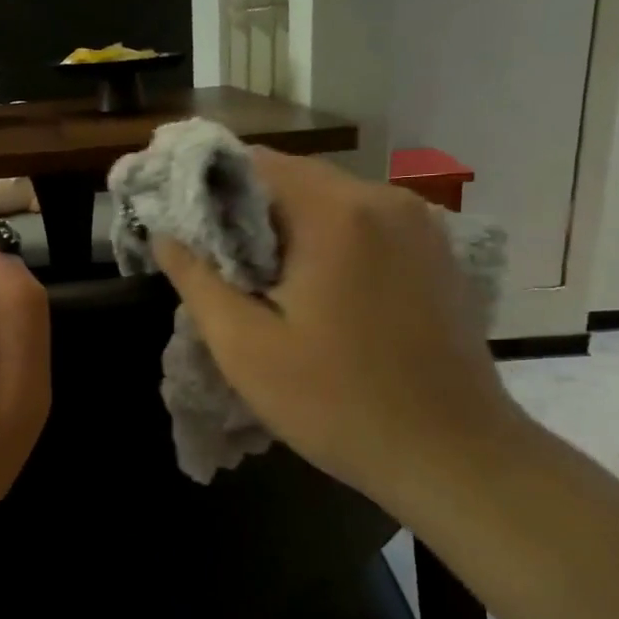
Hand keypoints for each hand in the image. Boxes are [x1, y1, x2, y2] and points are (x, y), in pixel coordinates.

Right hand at [153, 149, 527, 517]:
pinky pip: (369, 227)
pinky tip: (323, 294)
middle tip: (222, 266)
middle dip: (252, 214)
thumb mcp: (246, 349)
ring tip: (267, 284)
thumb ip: (197, 281)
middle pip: (297, 180)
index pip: (257, 163)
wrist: (453, 456)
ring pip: (333, 203)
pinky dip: (334, 243)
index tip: (188, 228)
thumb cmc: (338, 403)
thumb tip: (164, 234)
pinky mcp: (439, 253)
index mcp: (336, 212)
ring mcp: (422, 224)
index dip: (212, 188)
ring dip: (293, 230)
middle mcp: (385, 199)